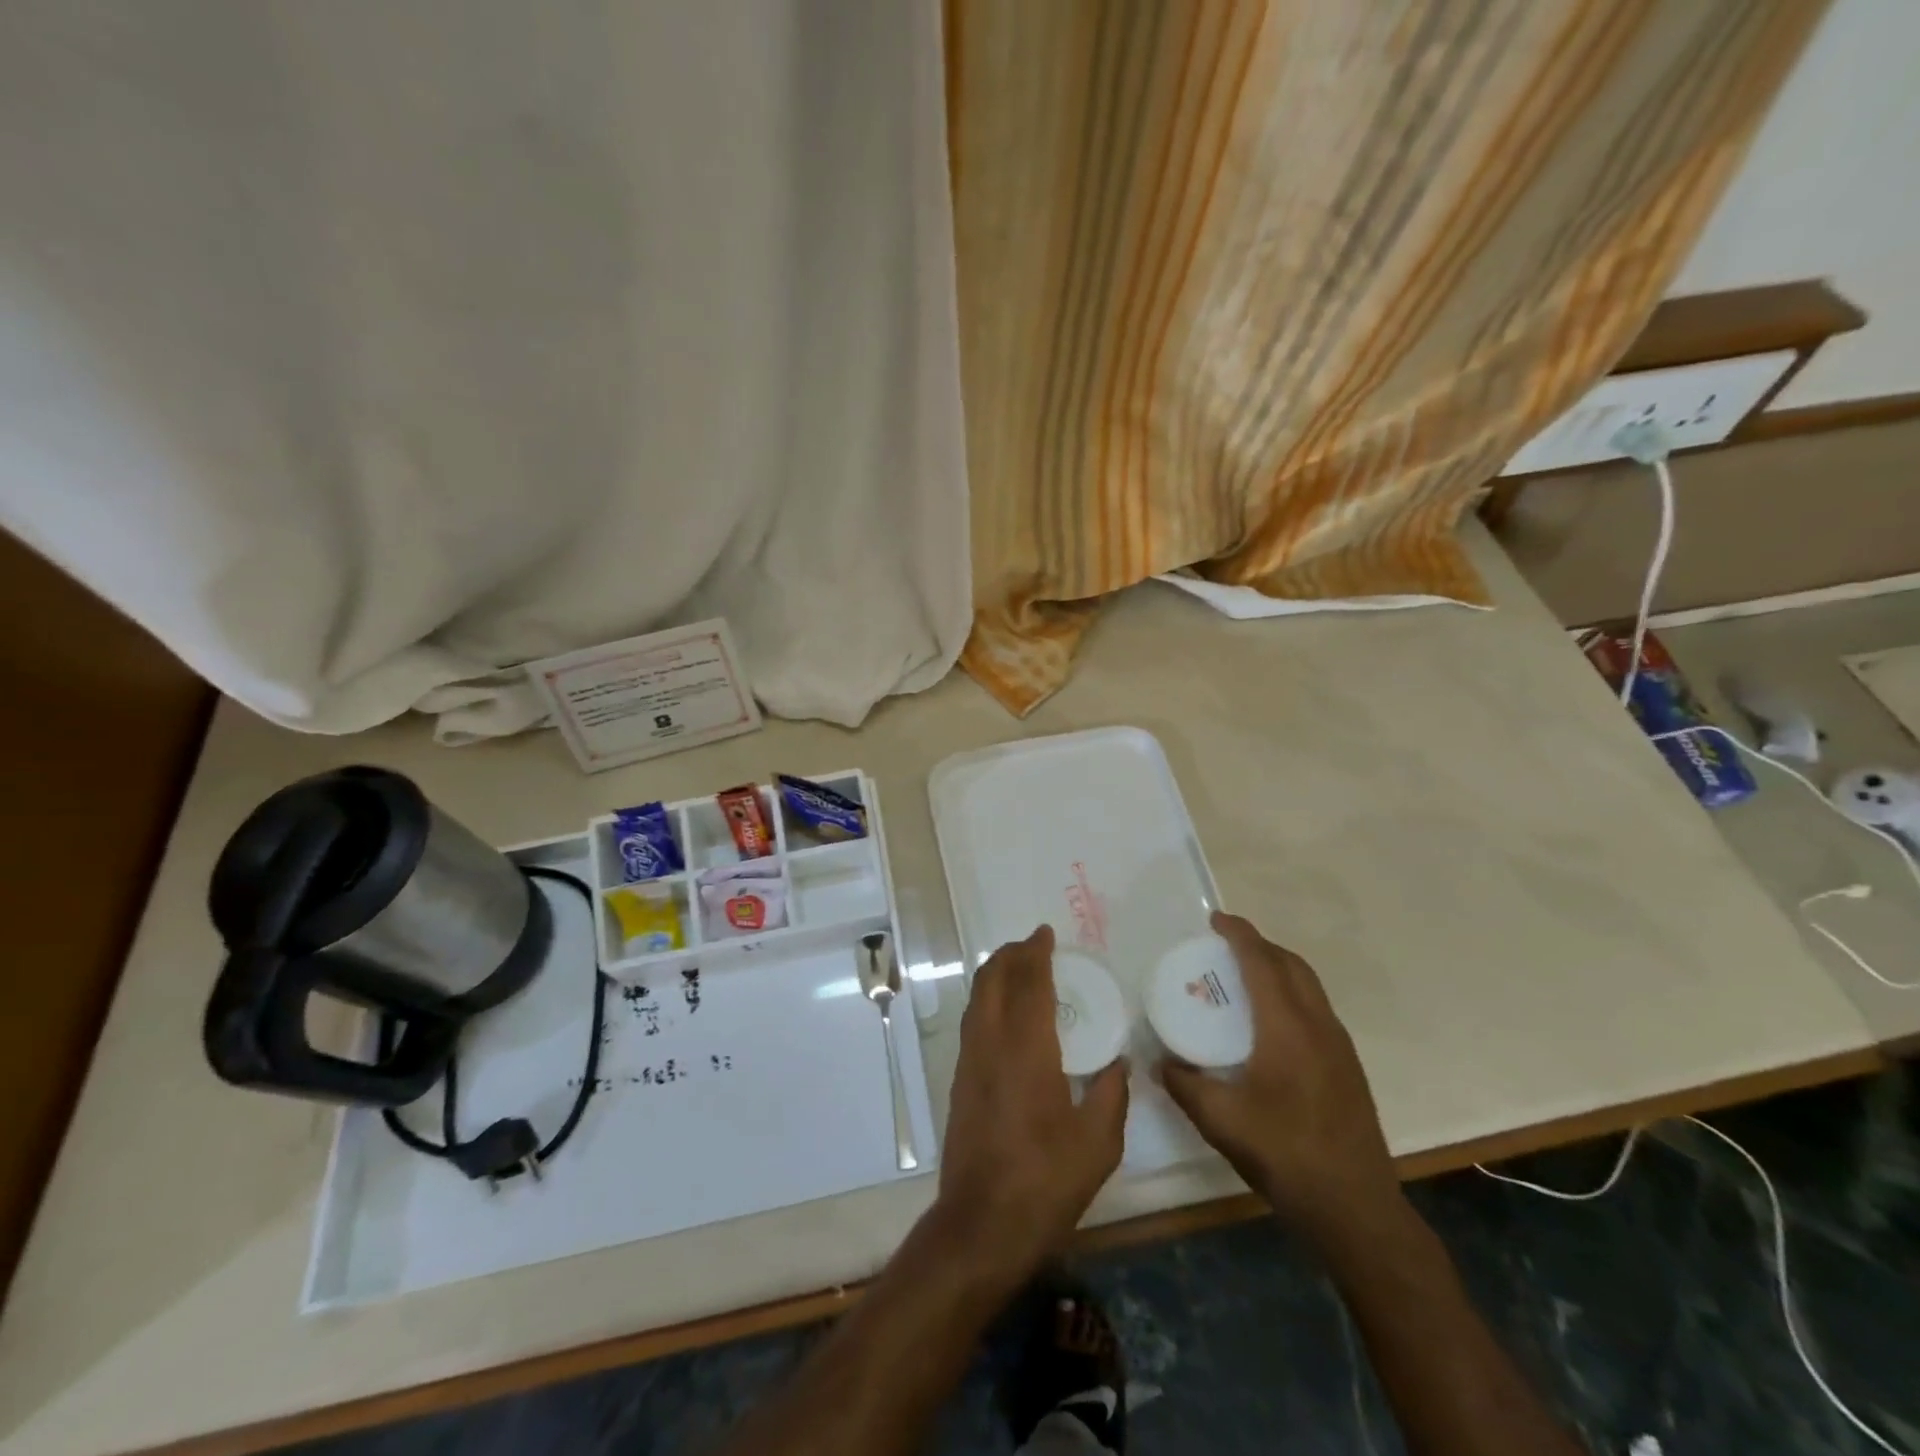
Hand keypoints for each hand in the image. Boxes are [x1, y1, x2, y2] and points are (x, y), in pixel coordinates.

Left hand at [935, 925, 1128, 1280]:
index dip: (1035, 952)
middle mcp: (990, 1043)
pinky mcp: (959, 1079)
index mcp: (1026, 1049)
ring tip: (1020, 969)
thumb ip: (1111, 1094)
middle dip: (1011, 954)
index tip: (1046, 934)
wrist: (981, 1223)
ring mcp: (969, 1060)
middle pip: (992, 979)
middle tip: (1035, 945)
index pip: (1028, 982)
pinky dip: (989, 998)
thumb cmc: (1045, 1182)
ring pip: (977, 997)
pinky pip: (973, 1019)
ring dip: (996, 973)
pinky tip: (1008, 1013)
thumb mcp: (1098, 1143)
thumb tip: (1117, 1061)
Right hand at [1159, 912, 1400, 1239]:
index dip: (1239, 934)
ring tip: (1245, 975)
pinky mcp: (1347, 1067)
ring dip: (1279, 968)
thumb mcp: (1220, 1120)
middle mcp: (1318, 1025)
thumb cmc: (1285, 1155)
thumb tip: (1160, 1062)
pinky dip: (1291, 993)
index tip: (1215, 920)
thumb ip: (1184, 1084)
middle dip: (1260, 945)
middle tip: (1226, 945)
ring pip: (1309, 986)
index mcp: (1288, 1028)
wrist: (1356, 1209)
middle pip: (1292, 965)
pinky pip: (1316, 1008)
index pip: (1262, 962)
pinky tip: (1270, 1022)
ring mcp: (1339, 1046)